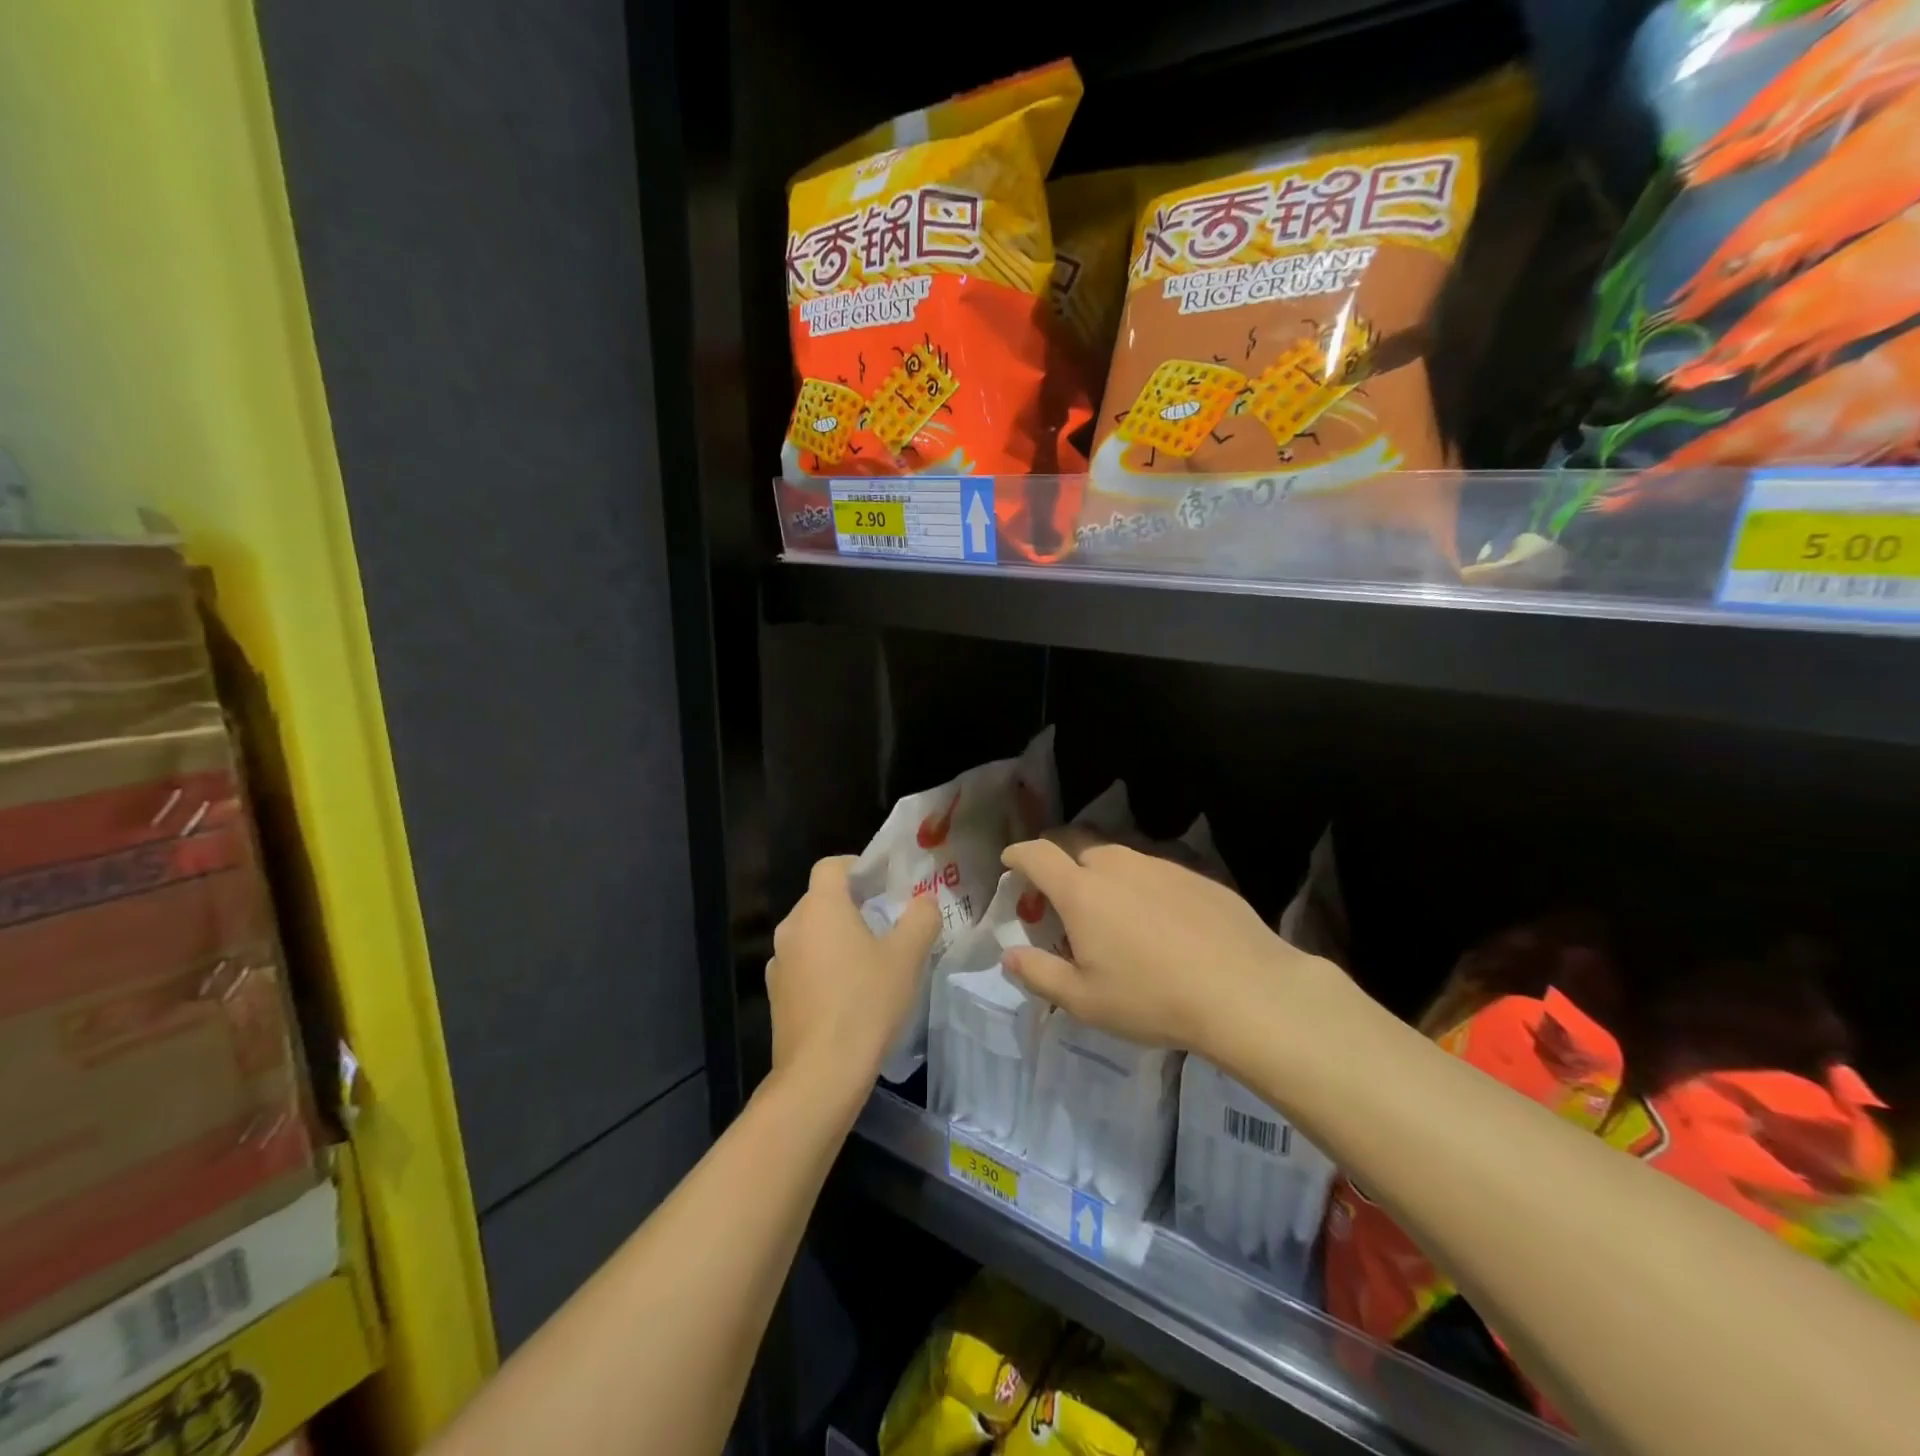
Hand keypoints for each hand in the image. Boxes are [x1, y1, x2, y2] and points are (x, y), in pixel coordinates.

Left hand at [767, 856, 940, 1099]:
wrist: (821, 1073)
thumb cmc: (866, 1002)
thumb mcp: (907, 956)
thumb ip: (921, 918)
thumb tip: (924, 902)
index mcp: (820, 907)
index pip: (831, 865)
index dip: (857, 866)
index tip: (883, 884)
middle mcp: (792, 926)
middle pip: (821, 899)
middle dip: (852, 905)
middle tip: (887, 923)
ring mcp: (779, 962)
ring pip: (811, 934)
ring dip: (837, 938)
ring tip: (870, 961)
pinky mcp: (777, 995)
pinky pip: (803, 965)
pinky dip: (823, 967)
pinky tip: (848, 994)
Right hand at [999, 834, 1331, 1059]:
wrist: (1244, 990)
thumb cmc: (1152, 998)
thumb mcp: (1085, 1001)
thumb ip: (1039, 974)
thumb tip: (1009, 956)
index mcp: (1081, 891)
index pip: (1037, 854)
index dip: (1018, 854)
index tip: (1010, 861)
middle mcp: (1116, 865)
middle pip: (1075, 841)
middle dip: (1055, 853)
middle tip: (1054, 883)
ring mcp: (1159, 863)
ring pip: (1116, 852)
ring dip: (1099, 867)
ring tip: (1105, 900)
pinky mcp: (1195, 872)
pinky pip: (1153, 866)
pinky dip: (1138, 880)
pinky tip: (1155, 912)